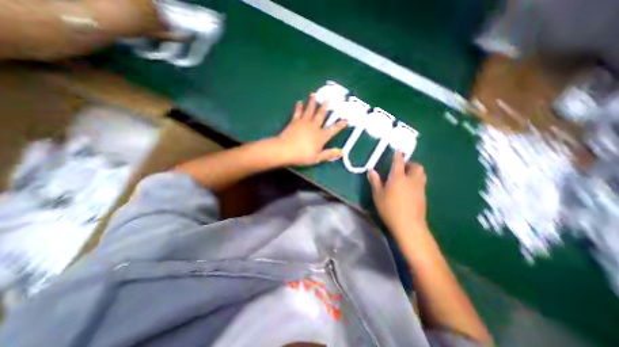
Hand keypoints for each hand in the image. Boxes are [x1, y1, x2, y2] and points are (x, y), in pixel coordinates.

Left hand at [276, 93, 346, 164]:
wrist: (285, 150)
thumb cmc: (302, 155)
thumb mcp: (317, 158)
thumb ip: (329, 154)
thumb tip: (341, 152)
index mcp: (321, 136)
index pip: (333, 130)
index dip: (340, 125)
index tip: (346, 119)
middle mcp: (314, 127)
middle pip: (321, 115)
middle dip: (325, 108)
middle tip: (328, 100)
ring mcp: (304, 123)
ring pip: (309, 110)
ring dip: (312, 102)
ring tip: (313, 94)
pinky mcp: (294, 122)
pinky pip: (297, 112)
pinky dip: (298, 107)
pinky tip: (299, 102)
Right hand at [364, 154, 428, 235]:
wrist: (408, 225)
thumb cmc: (390, 208)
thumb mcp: (378, 195)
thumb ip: (375, 181)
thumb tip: (371, 170)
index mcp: (398, 177)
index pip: (399, 162)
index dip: (398, 155)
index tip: (398, 151)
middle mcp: (411, 180)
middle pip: (416, 166)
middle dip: (410, 163)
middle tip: (402, 167)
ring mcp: (419, 188)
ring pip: (421, 174)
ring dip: (415, 171)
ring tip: (406, 175)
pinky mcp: (423, 196)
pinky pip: (421, 182)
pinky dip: (416, 180)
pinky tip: (409, 188)